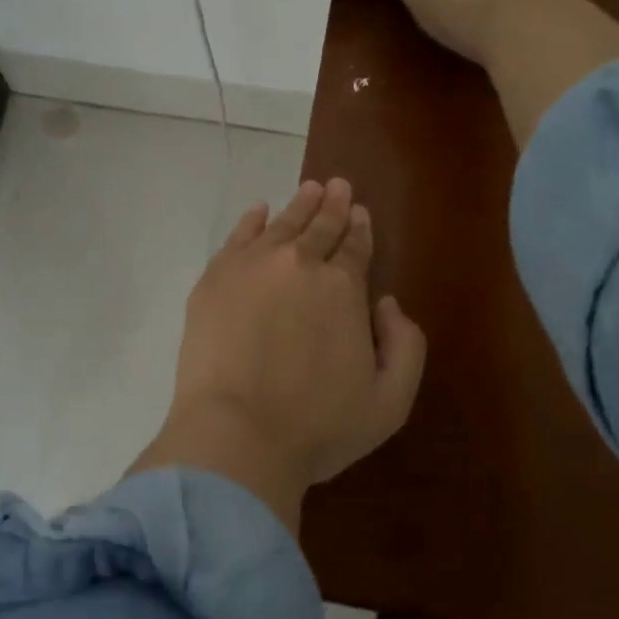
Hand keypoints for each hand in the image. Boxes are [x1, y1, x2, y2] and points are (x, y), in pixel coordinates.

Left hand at [132, 179, 426, 534]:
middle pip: (319, 227)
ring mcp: (251, 267)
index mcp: (343, 288)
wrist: (237, 434)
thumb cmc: (318, 426)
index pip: (354, 247)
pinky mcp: (214, 280)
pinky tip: (259, 211)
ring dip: (298, 205)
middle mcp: (299, 264)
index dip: (359, 228)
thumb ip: (405, 345)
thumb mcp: (390, 400)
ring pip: (280, 224)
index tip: (359, 212)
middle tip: (337, 185)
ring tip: (308, 189)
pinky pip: (237, 237)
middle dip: (332, 205)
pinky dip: (251, 220)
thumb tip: (387, 303)